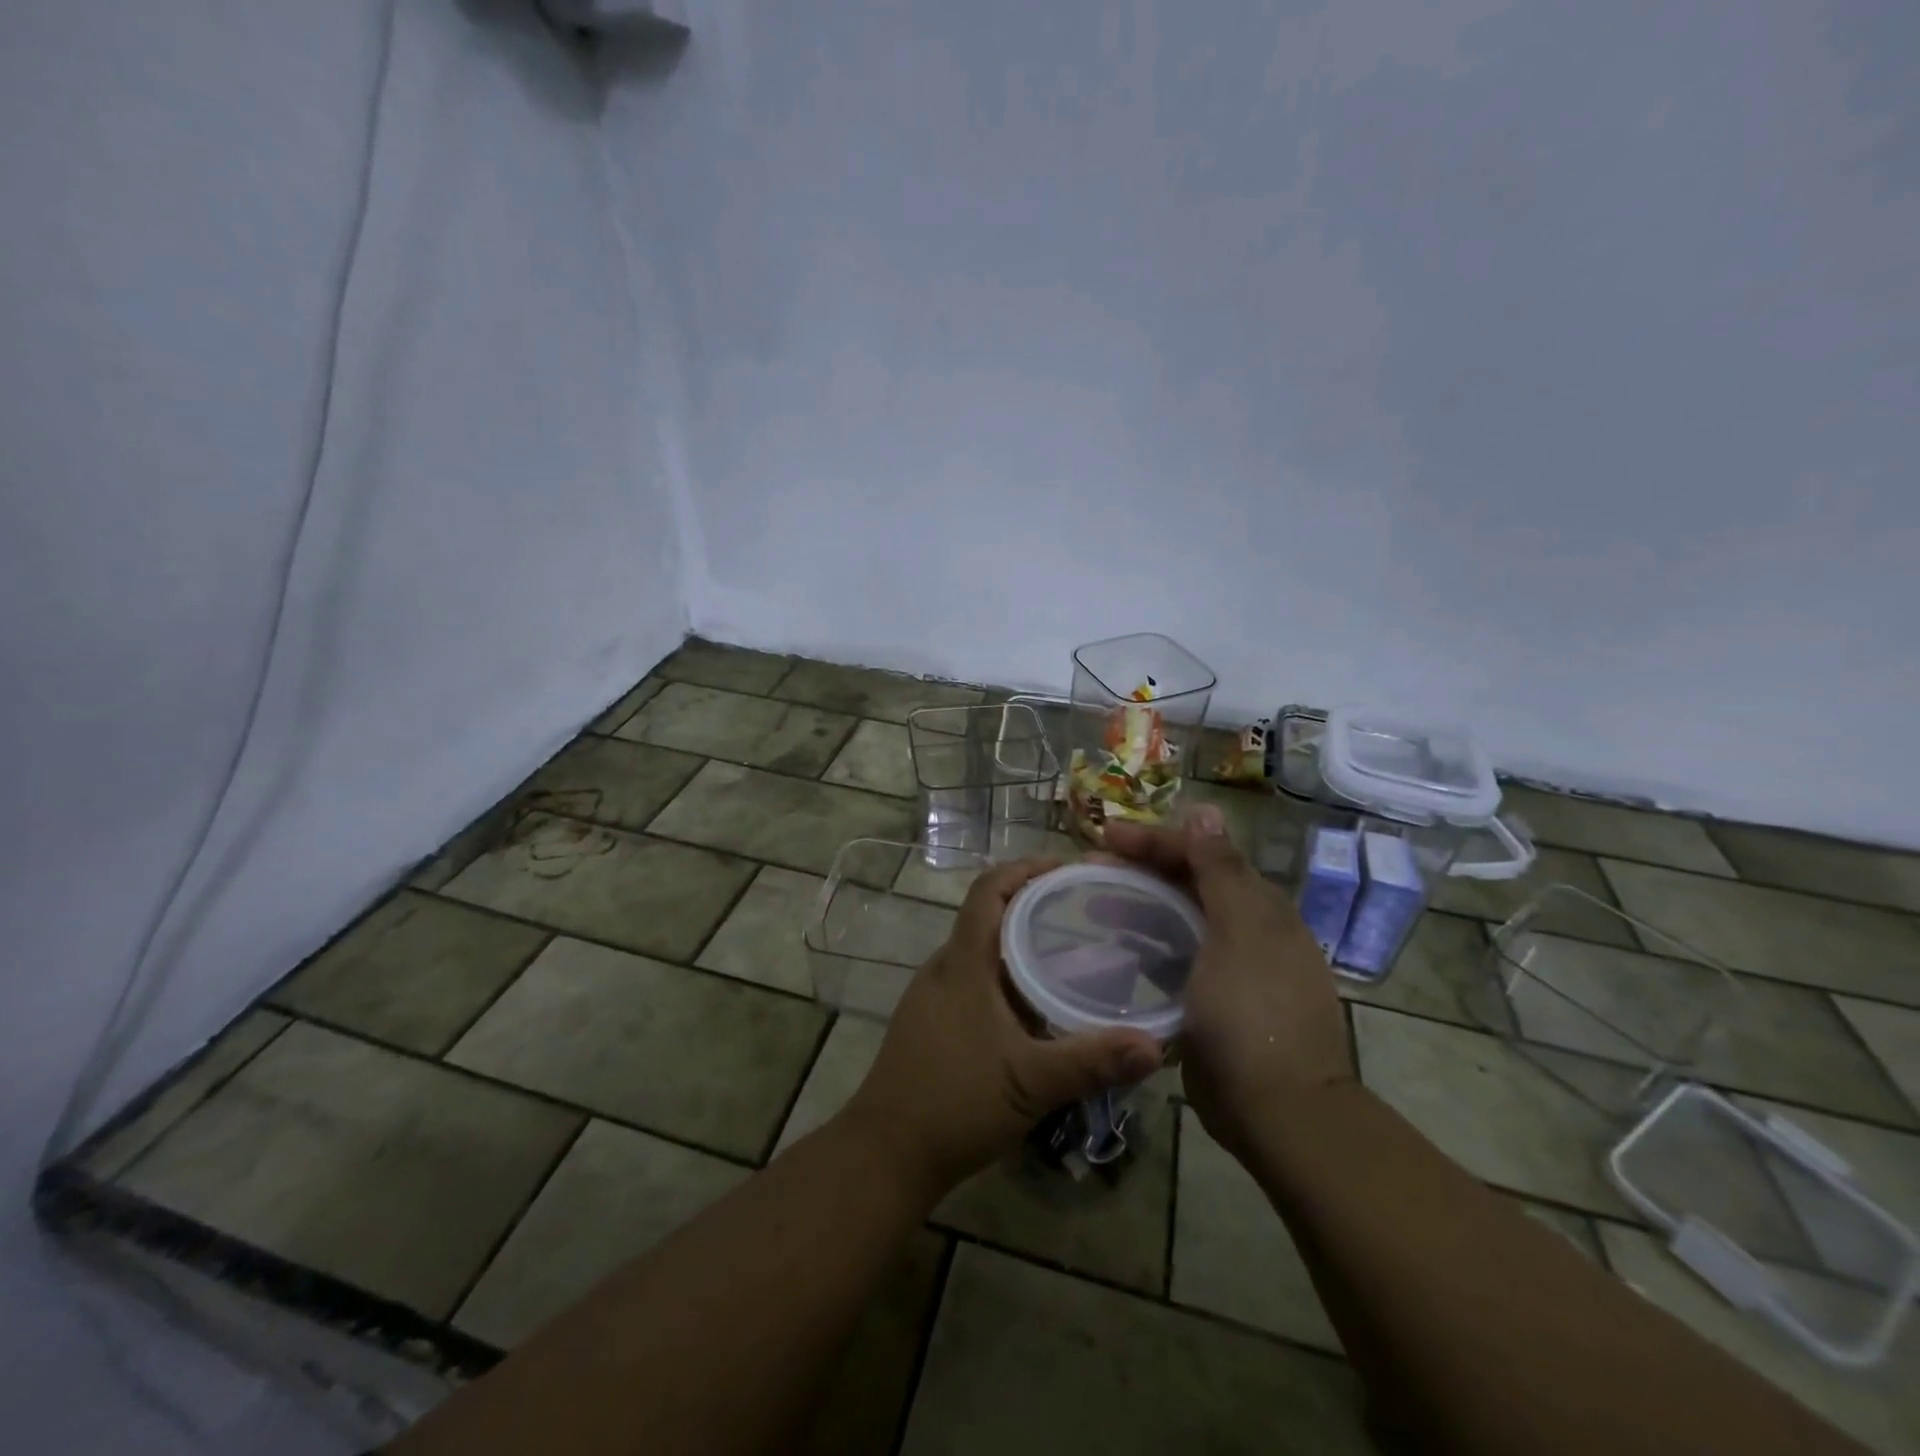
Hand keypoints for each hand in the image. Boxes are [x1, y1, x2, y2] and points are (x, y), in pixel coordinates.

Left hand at [840, 857, 1164, 1202]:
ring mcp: (933, 997)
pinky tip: (1037, 1007)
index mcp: (963, 964)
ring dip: (1019, 944)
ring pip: (981, 952)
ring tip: (1071, 954)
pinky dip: (1006, 977)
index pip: (989, 890)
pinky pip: (974, 981)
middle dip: (1032, 905)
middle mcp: (944, 969)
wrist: (886, 1153)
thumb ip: (1092, 1061)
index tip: (1067, 868)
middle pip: (987, 916)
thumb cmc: (954, 1103)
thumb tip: (1156, 1044)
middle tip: (1084, 912)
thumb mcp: (1030, 1082)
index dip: (1025, 869)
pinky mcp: (932, 1023)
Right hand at [1102, 807, 1354, 1160]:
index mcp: (1258, 905)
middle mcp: (1247, 928)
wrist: (1278, 1110)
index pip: (1201, 853)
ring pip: (1177, 917)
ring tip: (1093, 901)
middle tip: (1089, 866)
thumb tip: (1205, 810)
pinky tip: (1115, 947)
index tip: (1104, 837)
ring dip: (1137, 902)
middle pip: (1187, 881)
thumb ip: (1220, 870)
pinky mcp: (1211, 999)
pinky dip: (1144, 943)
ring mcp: (1229, 966)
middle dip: (1139, 866)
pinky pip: (1173, 955)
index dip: (1153, 839)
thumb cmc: (1254, 1011)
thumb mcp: (1239, 932)